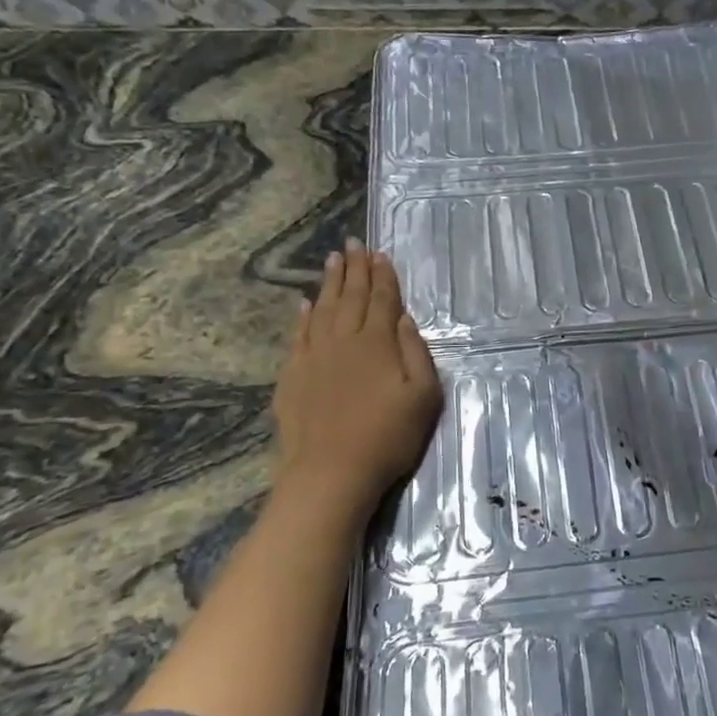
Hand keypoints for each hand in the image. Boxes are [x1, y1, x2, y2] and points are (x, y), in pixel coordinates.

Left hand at [274, 239, 442, 500]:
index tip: (380, 253)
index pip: (382, 299)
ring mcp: (314, 356)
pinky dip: (303, 315)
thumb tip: (403, 318)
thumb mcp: (424, 396)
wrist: (330, 472)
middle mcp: (344, 339)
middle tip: (353, 244)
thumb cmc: (387, 436)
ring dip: (329, 283)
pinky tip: (305, 303)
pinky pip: (299, 334)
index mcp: (377, 343)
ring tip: (333, 260)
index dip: (382, 275)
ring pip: (322, 308)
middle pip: (350, 296)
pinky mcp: (292, 375)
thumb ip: (416, 352)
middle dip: (354, 268)